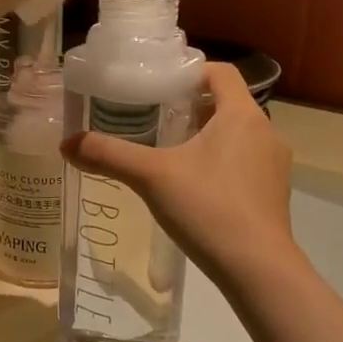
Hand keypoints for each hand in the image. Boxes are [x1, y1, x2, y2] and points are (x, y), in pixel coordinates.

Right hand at [63, 63, 296, 283]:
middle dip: (192, 109)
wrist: (257, 269)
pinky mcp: (275, 194)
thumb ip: (109, 155)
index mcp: (242, 115)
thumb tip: (67, 144)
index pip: (221, 72)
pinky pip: (245, 163)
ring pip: (237, 136)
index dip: (191, 72)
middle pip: (227, 104)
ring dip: (207, 138)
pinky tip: (194, 189)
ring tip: (170, 155)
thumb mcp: (151, 177)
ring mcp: (275, 165)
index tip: (160, 86)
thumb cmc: (208, 209)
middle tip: (154, 121)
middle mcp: (266, 132)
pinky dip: (221, 165)